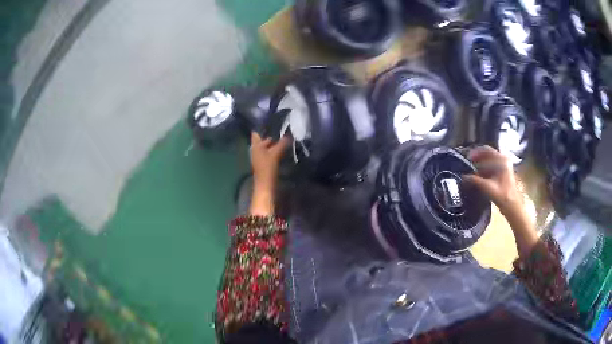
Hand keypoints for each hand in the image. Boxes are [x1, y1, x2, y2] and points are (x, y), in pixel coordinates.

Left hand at [249, 132, 289, 215]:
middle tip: (282, 128)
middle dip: (271, 135)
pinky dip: (275, 150)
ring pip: (267, 147)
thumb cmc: (267, 168)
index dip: (262, 127)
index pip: (256, 133)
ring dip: (274, 144)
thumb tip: (288, 135)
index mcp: (255, 146)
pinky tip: (283, 150)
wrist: (265, 186)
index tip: (271, 121)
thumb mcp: (275, 154)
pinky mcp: (265, 164)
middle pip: (263, 140)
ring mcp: (260, 158)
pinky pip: (270, 154)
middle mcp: (256, 150)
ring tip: (285, 138)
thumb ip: (281, 144)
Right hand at [463, 146, 522, 216]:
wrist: (512, 206)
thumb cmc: (502, 195)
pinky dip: (484, 170)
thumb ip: (475, 180)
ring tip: (471, 172)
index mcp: (501, 160)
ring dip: (480, 165)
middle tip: (467, 165)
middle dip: (477, 160)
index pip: (486, 150)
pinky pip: (492, 167)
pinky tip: (478, 177)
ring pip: (489, 161)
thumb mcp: (487, 187)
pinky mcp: (503, 173)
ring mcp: (504, 166)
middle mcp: (503, 160)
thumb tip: (463, 177)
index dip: (475, 153)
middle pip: (487, 155)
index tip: (467, 158)